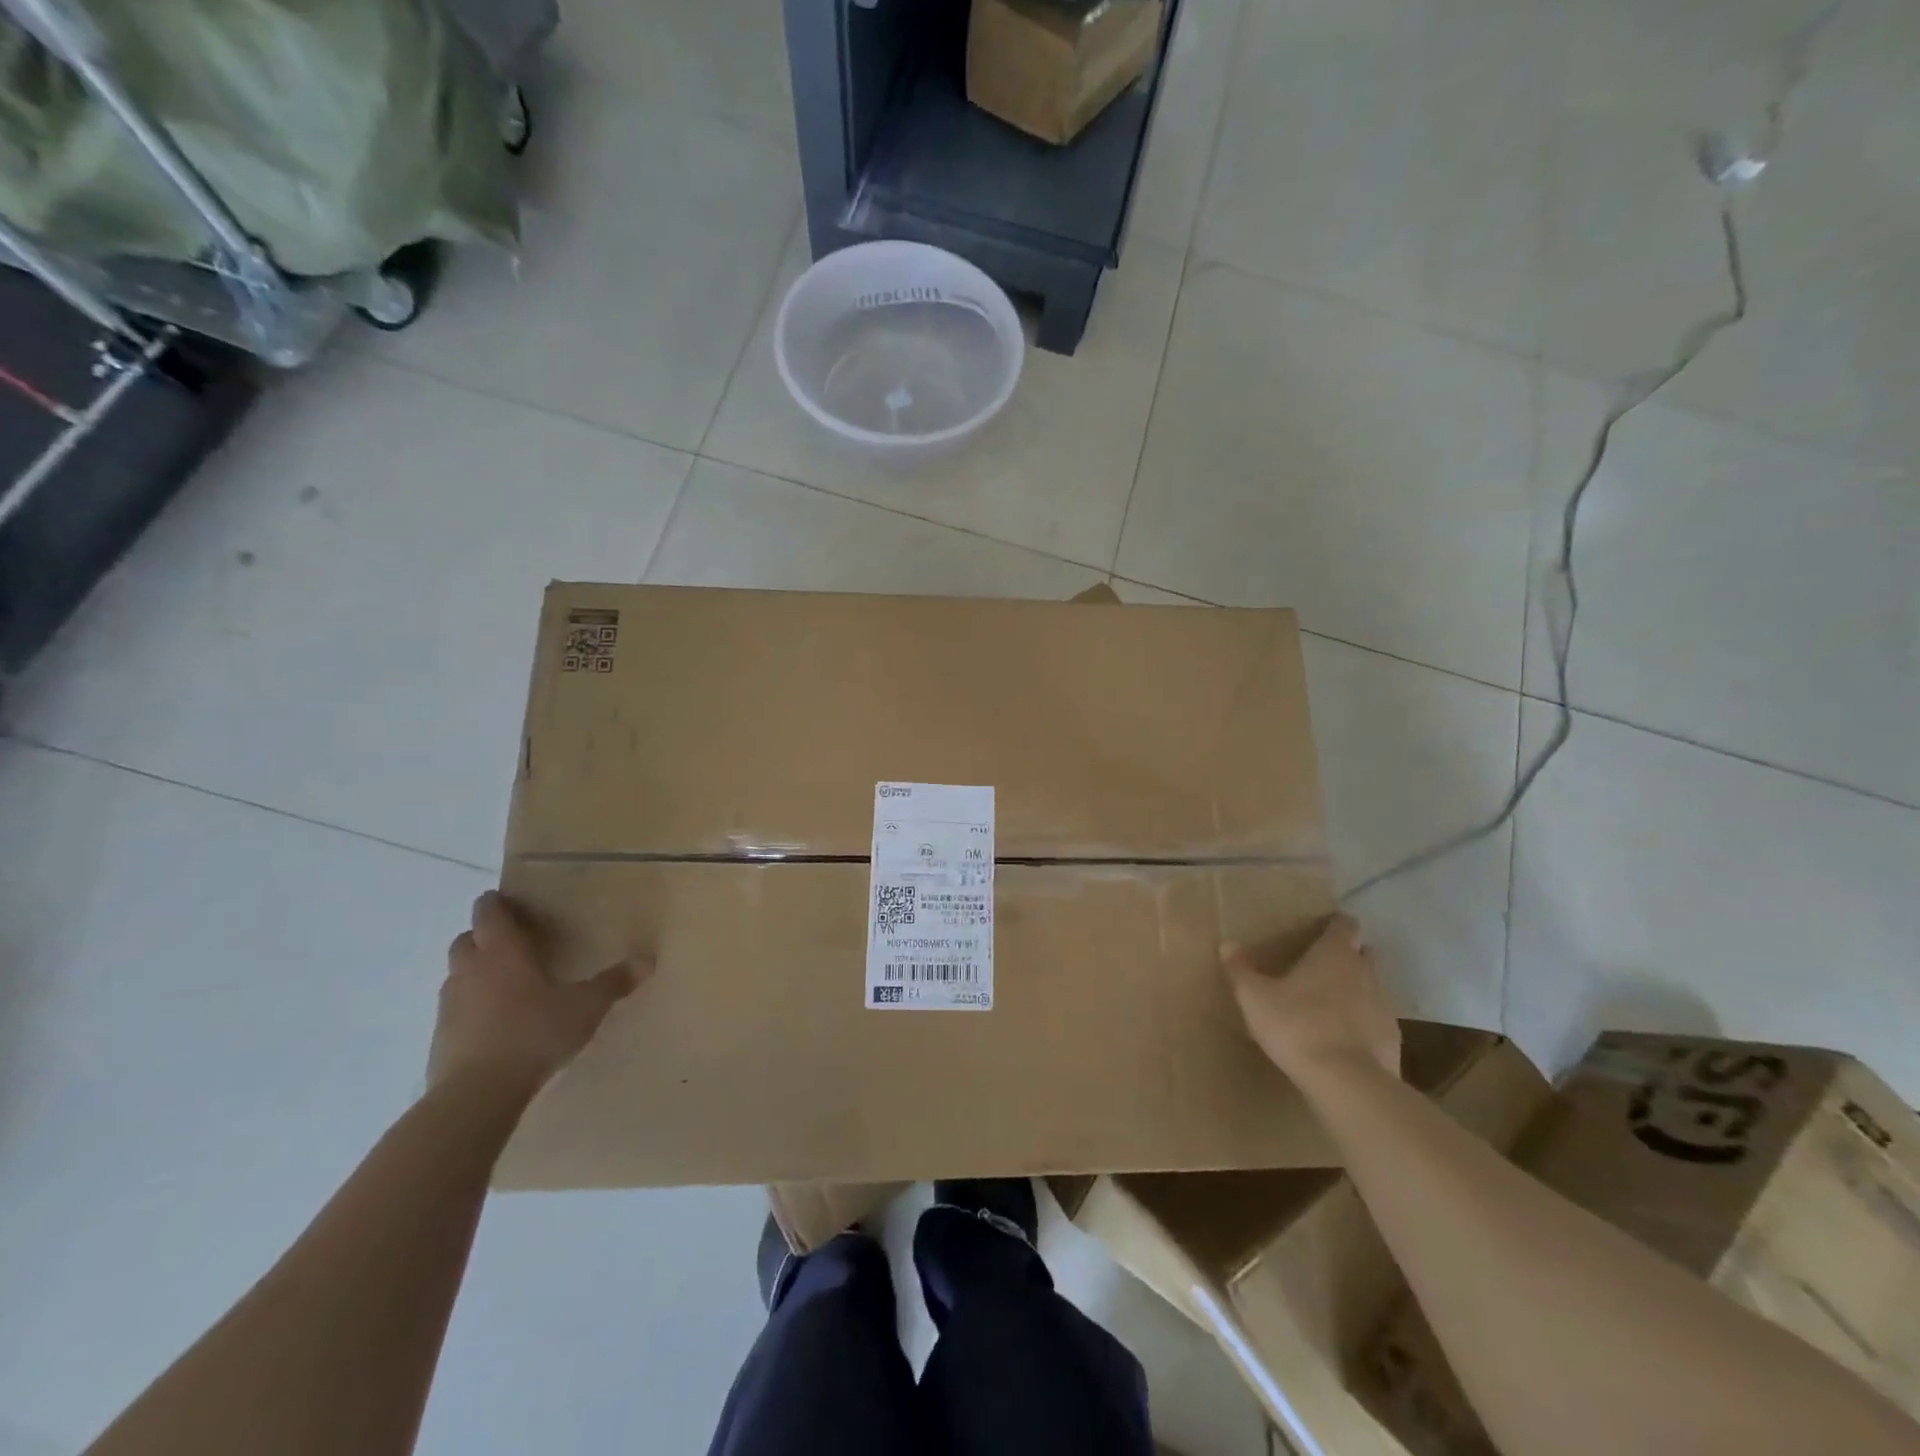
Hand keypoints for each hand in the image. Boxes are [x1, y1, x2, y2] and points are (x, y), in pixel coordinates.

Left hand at [429, 891, 645, 1091]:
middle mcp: (470, 970)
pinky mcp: (440, 1037)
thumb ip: (613, 982)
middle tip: (514, 943)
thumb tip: (648, 958)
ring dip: (476, 971)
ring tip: (507, 983)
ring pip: (458, 974)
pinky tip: (496, 1022)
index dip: (496, 904)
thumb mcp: (585, 1007)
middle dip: (485, 936)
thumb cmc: (534, 1034)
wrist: (477, 1094)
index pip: (488, 913)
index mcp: (502, 952)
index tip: (509, 901)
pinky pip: (455, 1009)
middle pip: (467, 939)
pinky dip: (471, 1006)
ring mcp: (450, 1004)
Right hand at [1221, 913, 1399, 1088]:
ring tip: (1330, 1004)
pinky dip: (1364, 1022)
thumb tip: (1227, 944)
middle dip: (1348, 955)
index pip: (1345, 925)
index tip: (1321, 930)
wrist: (1347, 1082)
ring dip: (1356, 989)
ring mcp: (1384, 1006)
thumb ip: (1242, 969)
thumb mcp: (1255, 997)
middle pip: (1363, 953)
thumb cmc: (1297, 1025)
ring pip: (1372, 986)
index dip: (1335, 924)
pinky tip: (1344, 1038)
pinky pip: (1377, 1020)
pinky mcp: (1393, 1039)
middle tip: (1321, 966)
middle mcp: (1364, 971)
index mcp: (1334, 953)